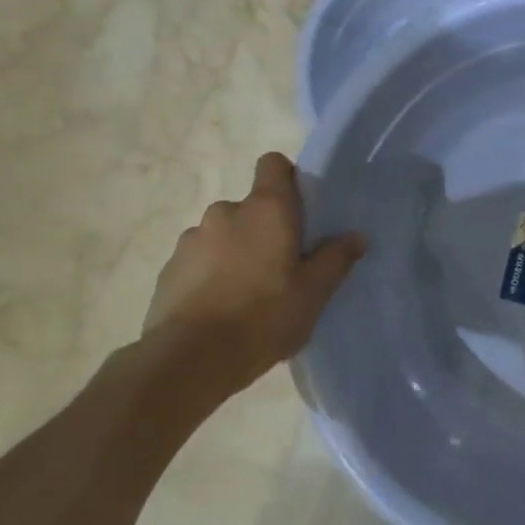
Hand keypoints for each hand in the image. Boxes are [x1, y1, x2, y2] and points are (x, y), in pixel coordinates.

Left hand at [143, 153, 365, 395]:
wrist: (188, 361)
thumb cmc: (263, 318)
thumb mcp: (314, 293)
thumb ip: (336, 259)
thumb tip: (356, 236)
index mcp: (266, 209)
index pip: (274, 164)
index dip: (287, 180)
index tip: (299, 211)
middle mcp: (226, 211)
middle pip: (251, 206)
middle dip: (263, 229)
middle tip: (279, 267)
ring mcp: (192, 238)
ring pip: (223, 234)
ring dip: (234, 252)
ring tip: (245, 294)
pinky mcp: (168, 268)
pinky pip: (198, 260)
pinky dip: (208, 275)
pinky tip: (217, 309)